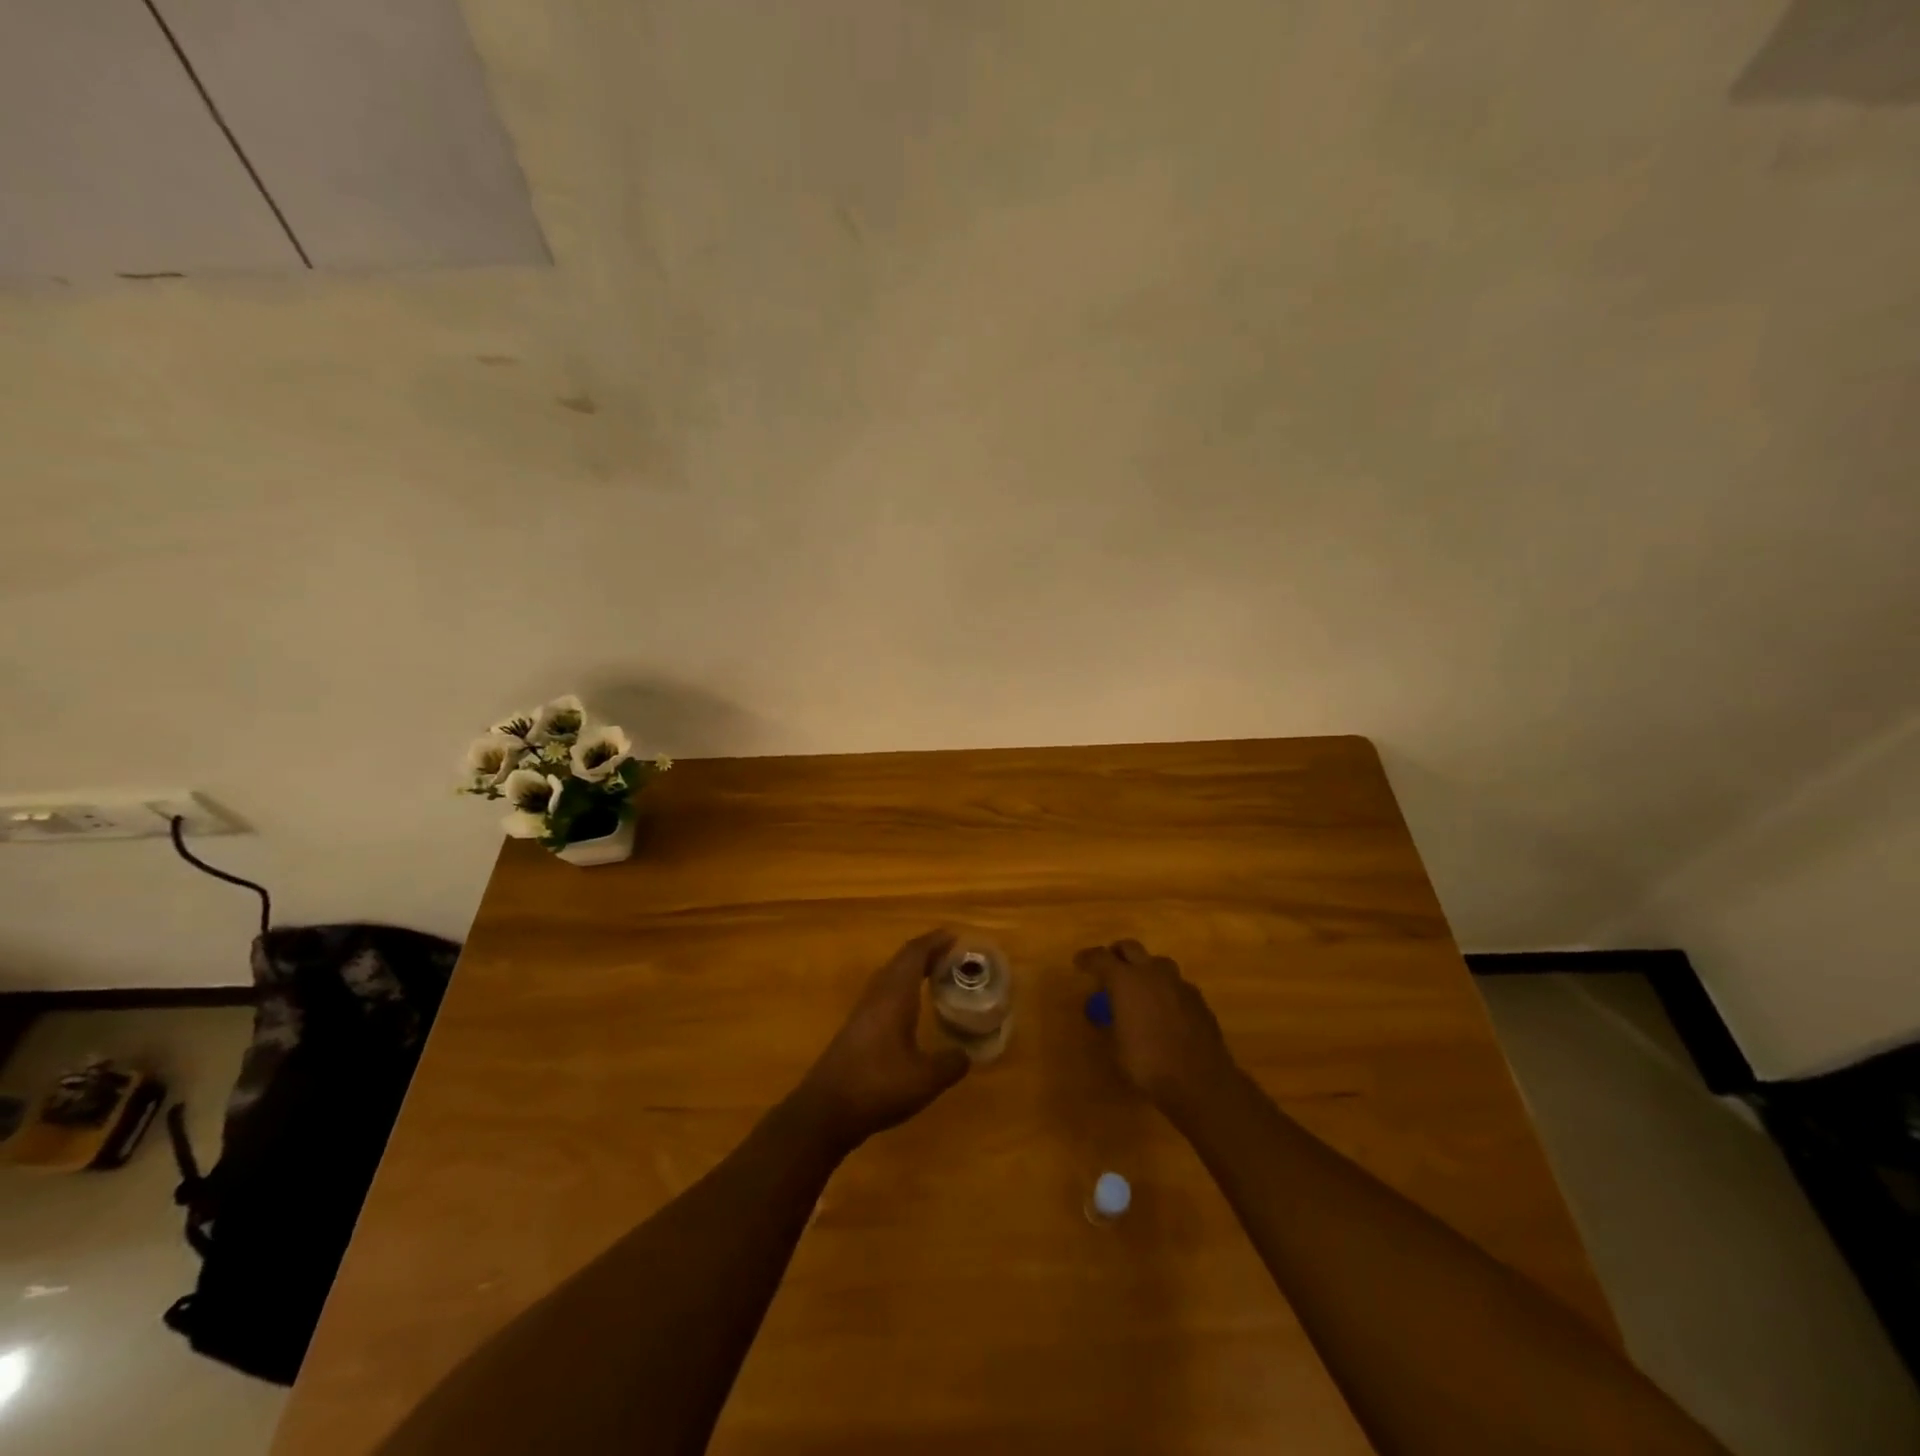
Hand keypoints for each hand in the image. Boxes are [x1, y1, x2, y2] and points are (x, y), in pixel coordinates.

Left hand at [795, 930, 971, 1150]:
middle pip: (900, 961)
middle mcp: (876, 996)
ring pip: (889, 977)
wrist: (824, 1112)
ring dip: (911, 971)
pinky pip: (882, 995)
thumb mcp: (925, 1079)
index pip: (914, 954)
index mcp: (894, 996)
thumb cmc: (877, 1086)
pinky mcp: (855, 1030)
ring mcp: (862, 1013)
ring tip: (934, 976)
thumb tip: (966, 1055)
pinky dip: (901, 990)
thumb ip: (949, 1064)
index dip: (934, 942)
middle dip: (925, 953)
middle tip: (951, 956)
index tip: (955, 937)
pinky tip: (909, 1010)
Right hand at [1075, 939, 1238, 1115]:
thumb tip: (1111, 1014)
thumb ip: (1112, 1022)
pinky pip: (1176, 985)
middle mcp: (1152, 973)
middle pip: (1131, 948)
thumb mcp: (1116, 1046)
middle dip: (1117, 953)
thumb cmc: (1148, 1064)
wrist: (1200, 1081)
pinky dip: (1166, 990)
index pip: (1100, 957)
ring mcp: (1179, 984)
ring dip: (1145, 969)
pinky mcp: (1198, 999)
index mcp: (1126, 980)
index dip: (1088, 958)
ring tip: (1140, 987)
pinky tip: (1165, 1009)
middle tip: (1109, 966)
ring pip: (1158, 963)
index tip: (1079, 962)